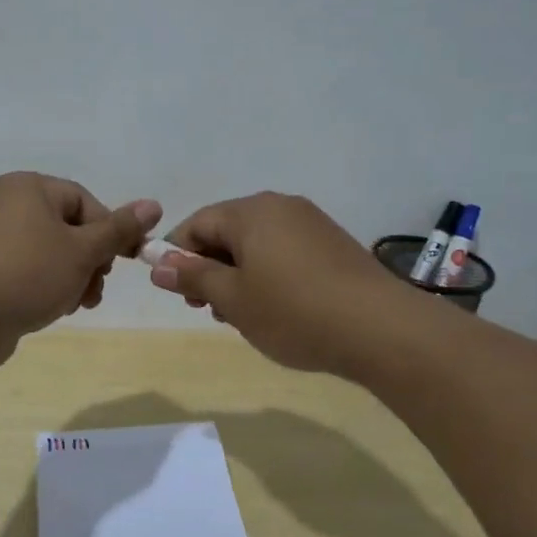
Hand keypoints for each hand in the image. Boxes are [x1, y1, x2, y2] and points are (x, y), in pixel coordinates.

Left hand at [0, 172, 160, 365]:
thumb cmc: (26, 274)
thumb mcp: (82, 251)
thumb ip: (119, 230)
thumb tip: (154, 205)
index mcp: (28, 187)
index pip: (85, 201)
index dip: (108, 232)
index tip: (119, 264)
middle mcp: (7, 205)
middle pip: (68, 229)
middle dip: (90, 261)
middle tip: (94, 288)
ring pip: (50, 254)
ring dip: (72, 279)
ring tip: (75, 304)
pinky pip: (27, 271)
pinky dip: (45, 287)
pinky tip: (51, 309)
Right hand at [148, 192, 402, 375]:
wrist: (380, 329)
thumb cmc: (293, 311)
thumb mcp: (233, 299)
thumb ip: (193, 276)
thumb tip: (156, 262)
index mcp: (251, 212)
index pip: (197, 223)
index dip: (177, 254)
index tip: (174, 290)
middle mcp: (281, 207)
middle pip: (228, 231)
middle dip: (210, 268)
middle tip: (208, 308)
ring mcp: (311, 224)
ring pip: (257, 244)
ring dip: (239, 275)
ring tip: (243, 315)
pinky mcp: (333, 244)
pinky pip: (284, 252)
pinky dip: (268, 275)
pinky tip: (276, 308)